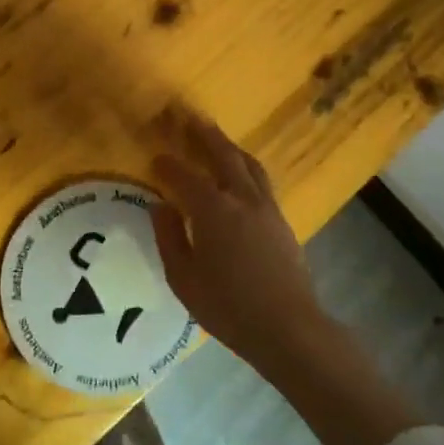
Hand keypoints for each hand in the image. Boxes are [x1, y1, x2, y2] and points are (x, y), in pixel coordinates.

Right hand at [151, 110, 417, 444]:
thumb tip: (161, 206)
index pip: (185, 176)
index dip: (168, 164)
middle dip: (203, 134)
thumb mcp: (184, 279)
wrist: (288, 327)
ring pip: (247, 163)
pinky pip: (260, 180)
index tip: (155, 157)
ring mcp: (266, 207)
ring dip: (229, 145)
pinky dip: (244, 166)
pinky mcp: (281, 220)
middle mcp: (242, 199)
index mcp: (213, 211)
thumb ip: (170, 238)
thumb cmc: (228, 308)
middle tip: (187, 117)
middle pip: (222, 155)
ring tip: (215, 136)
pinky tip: (239, 172)